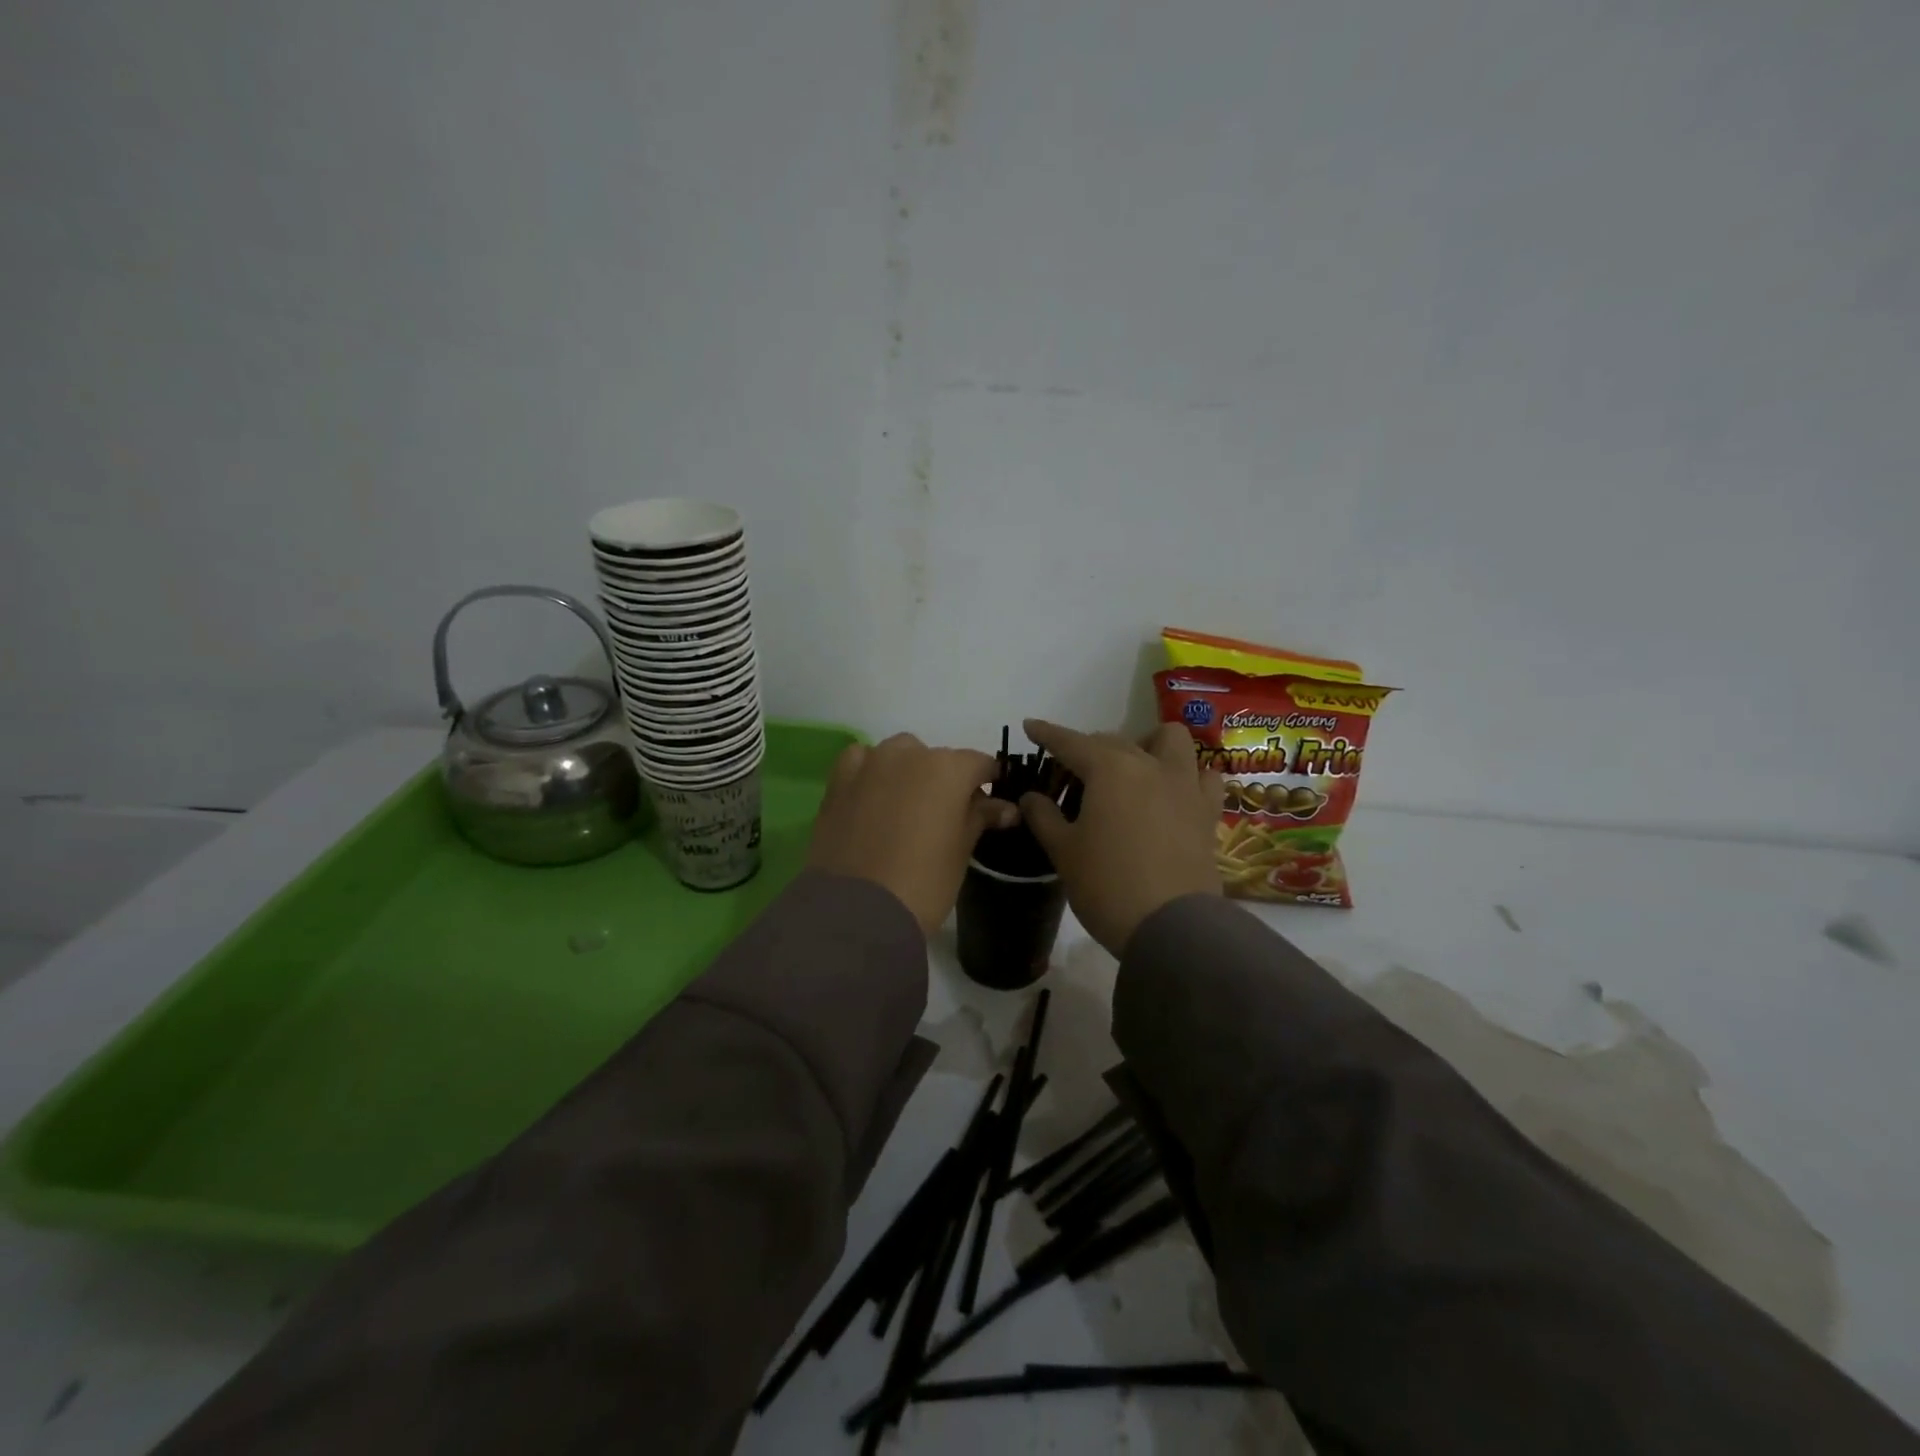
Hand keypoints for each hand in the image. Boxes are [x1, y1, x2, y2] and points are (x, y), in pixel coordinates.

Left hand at [808, 734, 1018, 935]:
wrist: (857, 910)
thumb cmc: (924, 882)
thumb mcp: (961, 850)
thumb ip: (980, 817)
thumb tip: (1005, 808)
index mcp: (948, 768)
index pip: (979, 763)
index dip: (988, 781)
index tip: (991, 801)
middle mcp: (909, 754)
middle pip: (937, 758)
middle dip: (946, 779)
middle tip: (947, 814)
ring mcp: (870, 763)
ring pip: (898, 754)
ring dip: (908, 772)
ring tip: (908, 807)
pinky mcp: (839, 780)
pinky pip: (861, 762)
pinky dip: (872, 772)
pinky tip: (873, 796)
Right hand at [1017, 718, 1221, 955]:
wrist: (1172, 927)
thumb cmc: (1107, 885)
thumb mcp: (1064, 852)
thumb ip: (1044, 816)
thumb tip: (1031, 797)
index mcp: (1110, 769)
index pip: (1071, 742)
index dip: (1048, 733)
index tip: (1030, 726)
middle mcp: (1150, 765)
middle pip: (1114, 740)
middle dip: (1089, 748)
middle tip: (1072, 776)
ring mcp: (1184, 786)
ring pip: (1171, 740)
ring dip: (1148, 744)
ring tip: (1133, 769)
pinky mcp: (1207, 811)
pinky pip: (1203, 775)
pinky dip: (1187, 774)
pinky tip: (1174, 791)